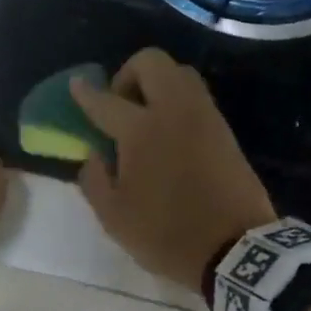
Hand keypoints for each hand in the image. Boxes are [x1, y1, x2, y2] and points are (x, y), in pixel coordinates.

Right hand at [71, 49, 276, 292]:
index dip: (86, 93)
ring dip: (158, 84)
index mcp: (141, 130)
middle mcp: (174, 110)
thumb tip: (93, 156)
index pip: (105, 101)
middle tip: (120, 106)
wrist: (234, 248)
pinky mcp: (225, 130)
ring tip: (146, 118)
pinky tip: (170, 134)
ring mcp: (205, 117)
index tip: (77, 86)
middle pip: (151, 62)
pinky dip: (178, 102)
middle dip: (128, 74)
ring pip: (180, 73)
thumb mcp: (114, 218)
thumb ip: (95, 180)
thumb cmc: (167, 234)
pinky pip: (197, 98)